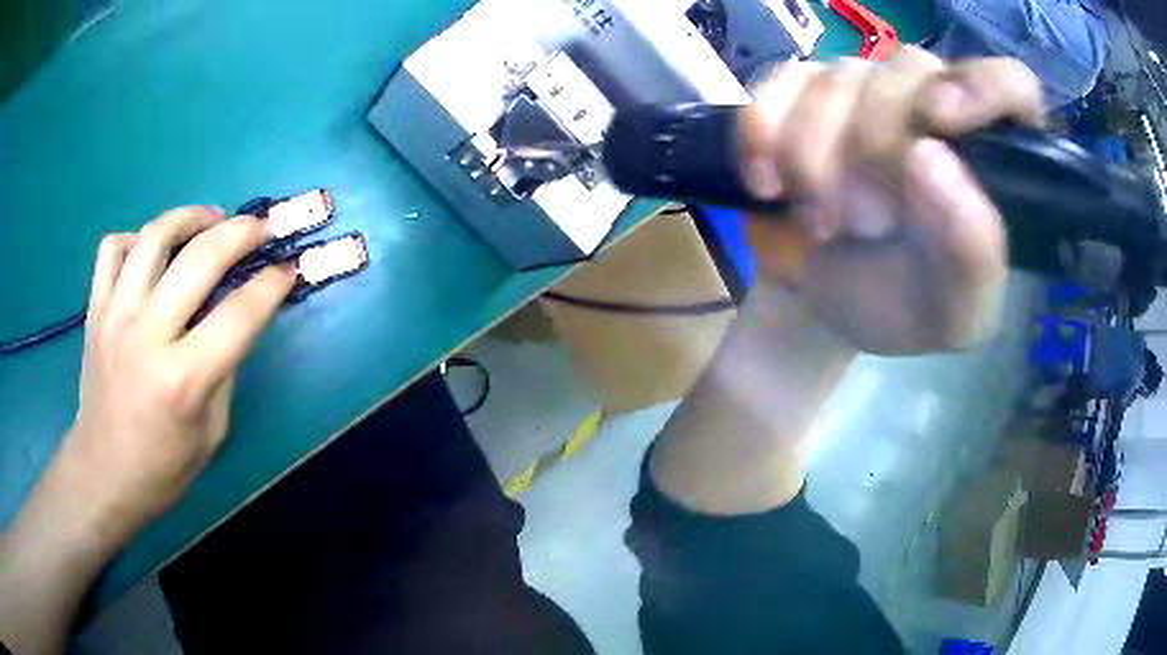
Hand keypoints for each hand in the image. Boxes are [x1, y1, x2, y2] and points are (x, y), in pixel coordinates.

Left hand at [64, 206, 295, 546]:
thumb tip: (234, 320)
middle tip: (261, 227)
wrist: (103, 474)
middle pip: (201, 259)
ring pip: (154, 236)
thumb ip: (223, 369)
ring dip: (191, 217)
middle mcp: (148, 335)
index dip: (271, 285)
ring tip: (210, 219)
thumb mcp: (211, 432)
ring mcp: (115, 315)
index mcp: (184, 379)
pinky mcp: (95, 309)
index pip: (239, 314)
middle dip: (241, 233)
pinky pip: (113, 248)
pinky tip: (150, 252)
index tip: (288, 269)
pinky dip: (135, 239)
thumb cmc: (162, 468)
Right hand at [741, 48, 1043, 353]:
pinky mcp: (800, 90)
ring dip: (815, 160)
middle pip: (908, 73)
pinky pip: (775, 86)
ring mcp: (863, 86)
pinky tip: (767, 183)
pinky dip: (761, 135)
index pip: (1012, 84)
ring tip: (822, 222)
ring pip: (837, 80)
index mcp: (990, 154)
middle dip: (875, 152)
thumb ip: (971, 251)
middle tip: (864, 223)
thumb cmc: (903, 307)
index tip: (938, 121)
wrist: (826, 303)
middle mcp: (932, 100)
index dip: (981, 88)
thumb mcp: (956, 311)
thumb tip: (929, 158)